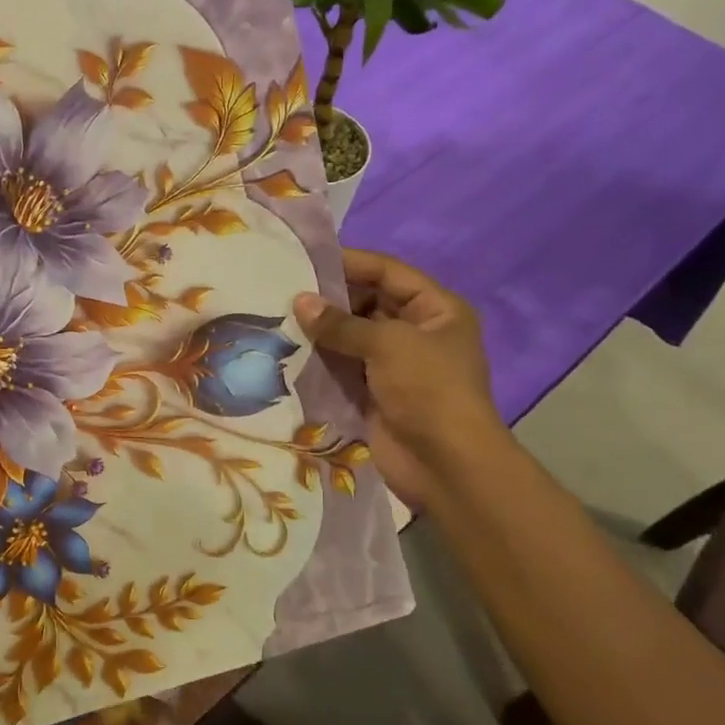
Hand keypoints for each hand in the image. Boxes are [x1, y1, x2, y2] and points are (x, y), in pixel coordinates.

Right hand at [295, 250, 505, 503]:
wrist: (445, 464)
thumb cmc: (428, 389)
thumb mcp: (388, 344)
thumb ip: (341, 323)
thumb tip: (299, 301)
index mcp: (437, 309)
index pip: (388, 272)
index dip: (351, 262)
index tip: (307, 259)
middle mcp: (417, 331)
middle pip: (369, 301)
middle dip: (331, 298)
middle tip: (285, 291)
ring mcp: (395, 364)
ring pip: (352, 335)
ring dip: (322, 330)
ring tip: (279, 316)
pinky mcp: (375, 391)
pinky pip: (343, 366)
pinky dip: (321, 359)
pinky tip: (289, 349)